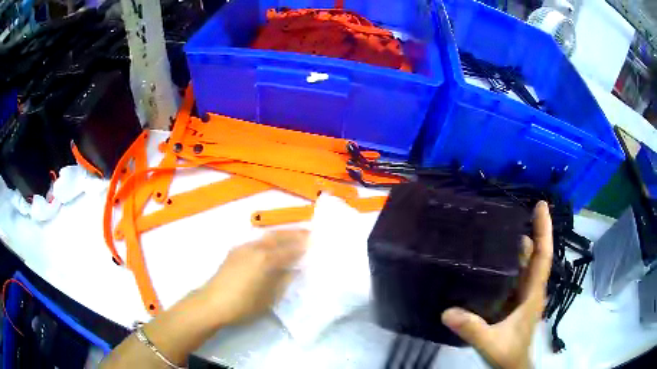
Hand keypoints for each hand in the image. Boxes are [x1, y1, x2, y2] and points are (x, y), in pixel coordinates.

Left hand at [202, 230, 307, 325]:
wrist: (212, 303)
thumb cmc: (243, 304)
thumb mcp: (268, 297)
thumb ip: (282, 281)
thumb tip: (293, 270)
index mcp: (265, 259)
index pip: (288, 250)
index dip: (302, 247)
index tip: (314, 243)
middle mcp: (254, 248)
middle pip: (277, 236)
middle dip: (293, 234)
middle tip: (307, 233)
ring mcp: (242, 248)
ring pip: (265, 237)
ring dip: (279, 235)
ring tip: (291, 237)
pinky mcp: (234, 252)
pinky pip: (255, 241)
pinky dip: (267, 241)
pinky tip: (270, 247)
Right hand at [441, 201, 552, 368]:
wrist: (512, 367)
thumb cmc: (509, 353)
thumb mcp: (490, 342)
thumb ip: (472, 328)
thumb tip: (447, 311)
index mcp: (532, 293)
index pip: (543, 256)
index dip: (544, 230)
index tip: (541, 206)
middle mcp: (531, 290)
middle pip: (535, 256)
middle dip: (529, 233)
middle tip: (511, 214)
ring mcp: (524, 296)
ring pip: (525, 266)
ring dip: (519, 248)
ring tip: (500, 231)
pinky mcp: (515, 303)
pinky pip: (516, 277)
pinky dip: (510, 264)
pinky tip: (493, 261)